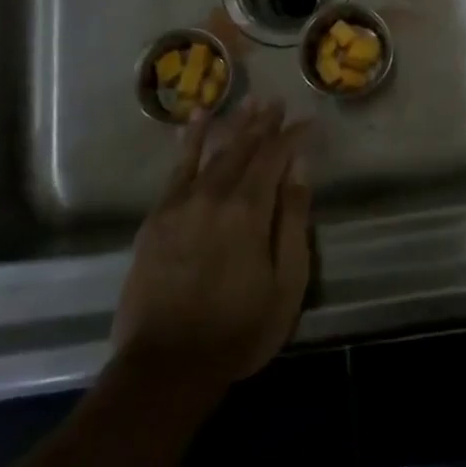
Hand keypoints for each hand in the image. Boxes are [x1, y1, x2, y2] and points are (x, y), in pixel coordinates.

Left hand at [110, 99, 313, 405]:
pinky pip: (177, 168)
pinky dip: (189, 141)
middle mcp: (215, 195)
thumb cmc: (238, 329)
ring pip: (213, 151)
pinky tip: (196, 121)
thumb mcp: (286, 283)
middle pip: (244, 147)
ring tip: (248, 100)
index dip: (293, 136)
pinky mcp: (157, 217)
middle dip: (264, 122)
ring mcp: (182, 203)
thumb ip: (292, 221)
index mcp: (250, 210)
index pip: (275, 156)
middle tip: (277, 100)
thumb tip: (299, 169)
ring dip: (233, 124)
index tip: (308, 121)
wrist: (166, 365)